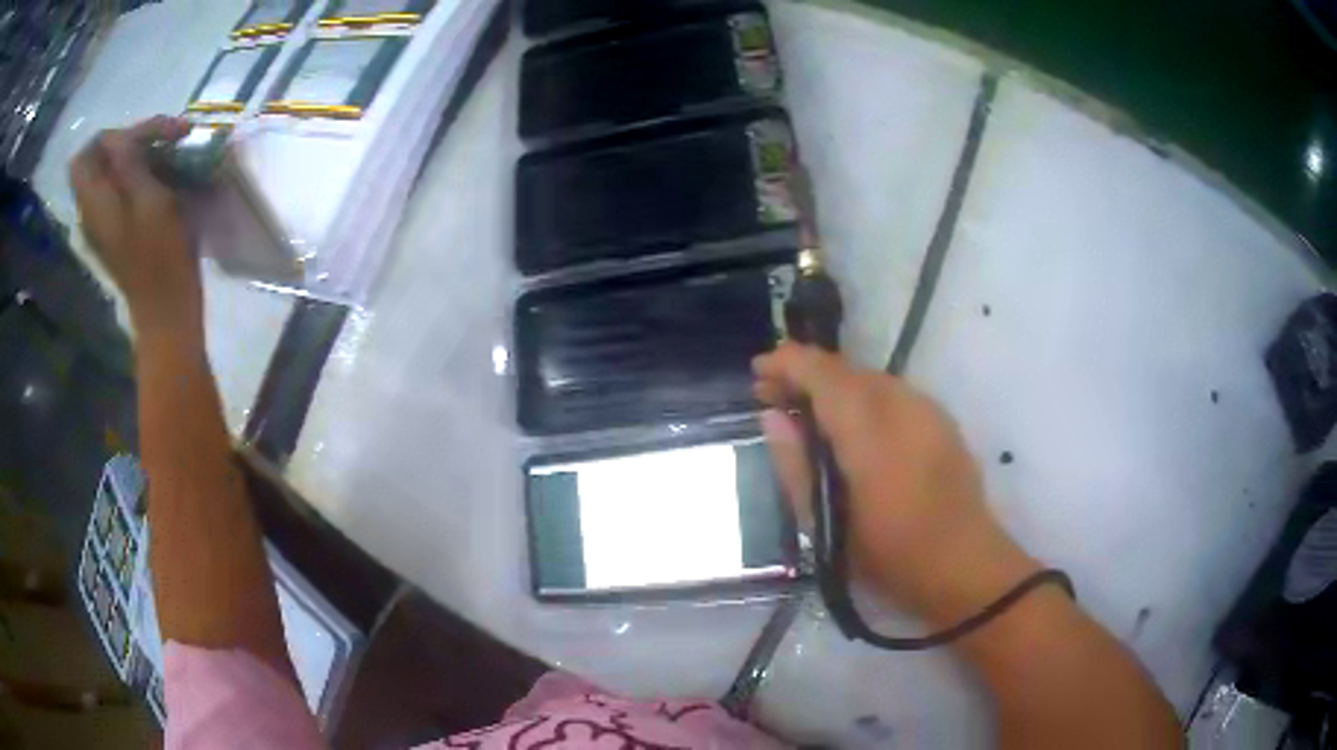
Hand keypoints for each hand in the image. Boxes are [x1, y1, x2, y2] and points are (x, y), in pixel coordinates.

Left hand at [70, 116, 199, 337]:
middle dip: (133, 137)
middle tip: (170, 135)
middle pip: (101, 156)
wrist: (166, 308)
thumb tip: (118, 138)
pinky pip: (118, 186)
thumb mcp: (150, 199)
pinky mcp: (113, 229)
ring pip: (111, 169)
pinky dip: (139, 171)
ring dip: (139, 152)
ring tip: (171, 149)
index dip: (114, 134)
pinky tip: (161, 172)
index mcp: (94, 202)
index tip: (144, 136)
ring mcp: (101, 221)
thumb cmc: (161, 255)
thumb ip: (129, 163)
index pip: (87, 152)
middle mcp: (90, 209)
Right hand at [754, 343, 1039, 625]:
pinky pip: (893, 394)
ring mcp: (927, 410)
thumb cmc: (888, 555)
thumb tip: (774, 417)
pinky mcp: (942, 421)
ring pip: (871, 379)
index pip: (822, 373)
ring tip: (809, 412)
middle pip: (846, 370)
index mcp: (870, 431)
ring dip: (835, 386)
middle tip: (774, 397)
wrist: (963, 565)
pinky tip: (852, 427)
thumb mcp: (826, 522)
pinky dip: (863, 398)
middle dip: (807, 374)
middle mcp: (902, 406)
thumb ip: (796, 463)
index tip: (757, 371)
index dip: (787, 363)